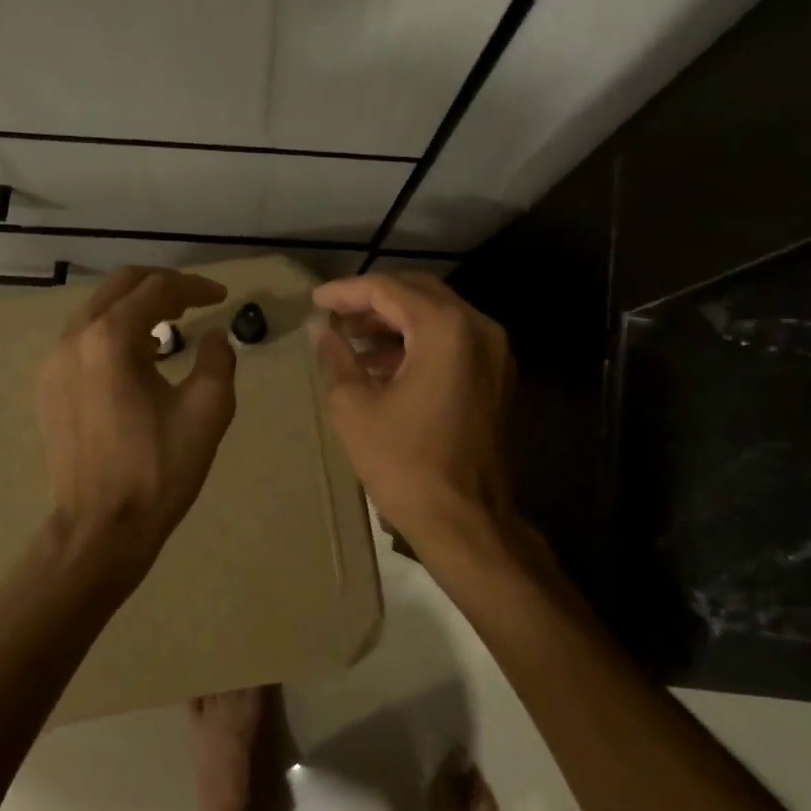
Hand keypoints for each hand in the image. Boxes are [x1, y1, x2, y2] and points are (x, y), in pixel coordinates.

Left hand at [37, 267, 236, 575]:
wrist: (101, 527)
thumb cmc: (158, 470)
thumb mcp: (207, 412)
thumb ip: (218, 361)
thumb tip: (215, 336)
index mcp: (111, 339)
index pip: (157, 289)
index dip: (195, 287)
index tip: (222, 297)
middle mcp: (74, 339)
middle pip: (119, 287)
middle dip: (161, 287)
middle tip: (195, 301)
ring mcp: (53, 362)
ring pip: (96, 310)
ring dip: (135, 308)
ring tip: (171, 326)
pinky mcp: (48, 386)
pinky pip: (82, 338)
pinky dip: (113, 332)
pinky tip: (137, 358)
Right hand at [309, 273, 514, 559]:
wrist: (465, 520)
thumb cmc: (405, 463)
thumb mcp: (354, 407)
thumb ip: (336, 357)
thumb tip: (321, 330)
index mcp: (445, 328)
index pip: (389, 289)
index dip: (346, 291)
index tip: (315, 300)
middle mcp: (478, 329)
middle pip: (418, 294)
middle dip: (372, 302)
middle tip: (333, 316)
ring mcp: (494, 354)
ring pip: (437, 318)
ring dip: (394, 323)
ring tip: (350, 340)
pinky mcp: (495, 379)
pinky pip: (452, 343)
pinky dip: (417, 344)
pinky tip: (381, 364)